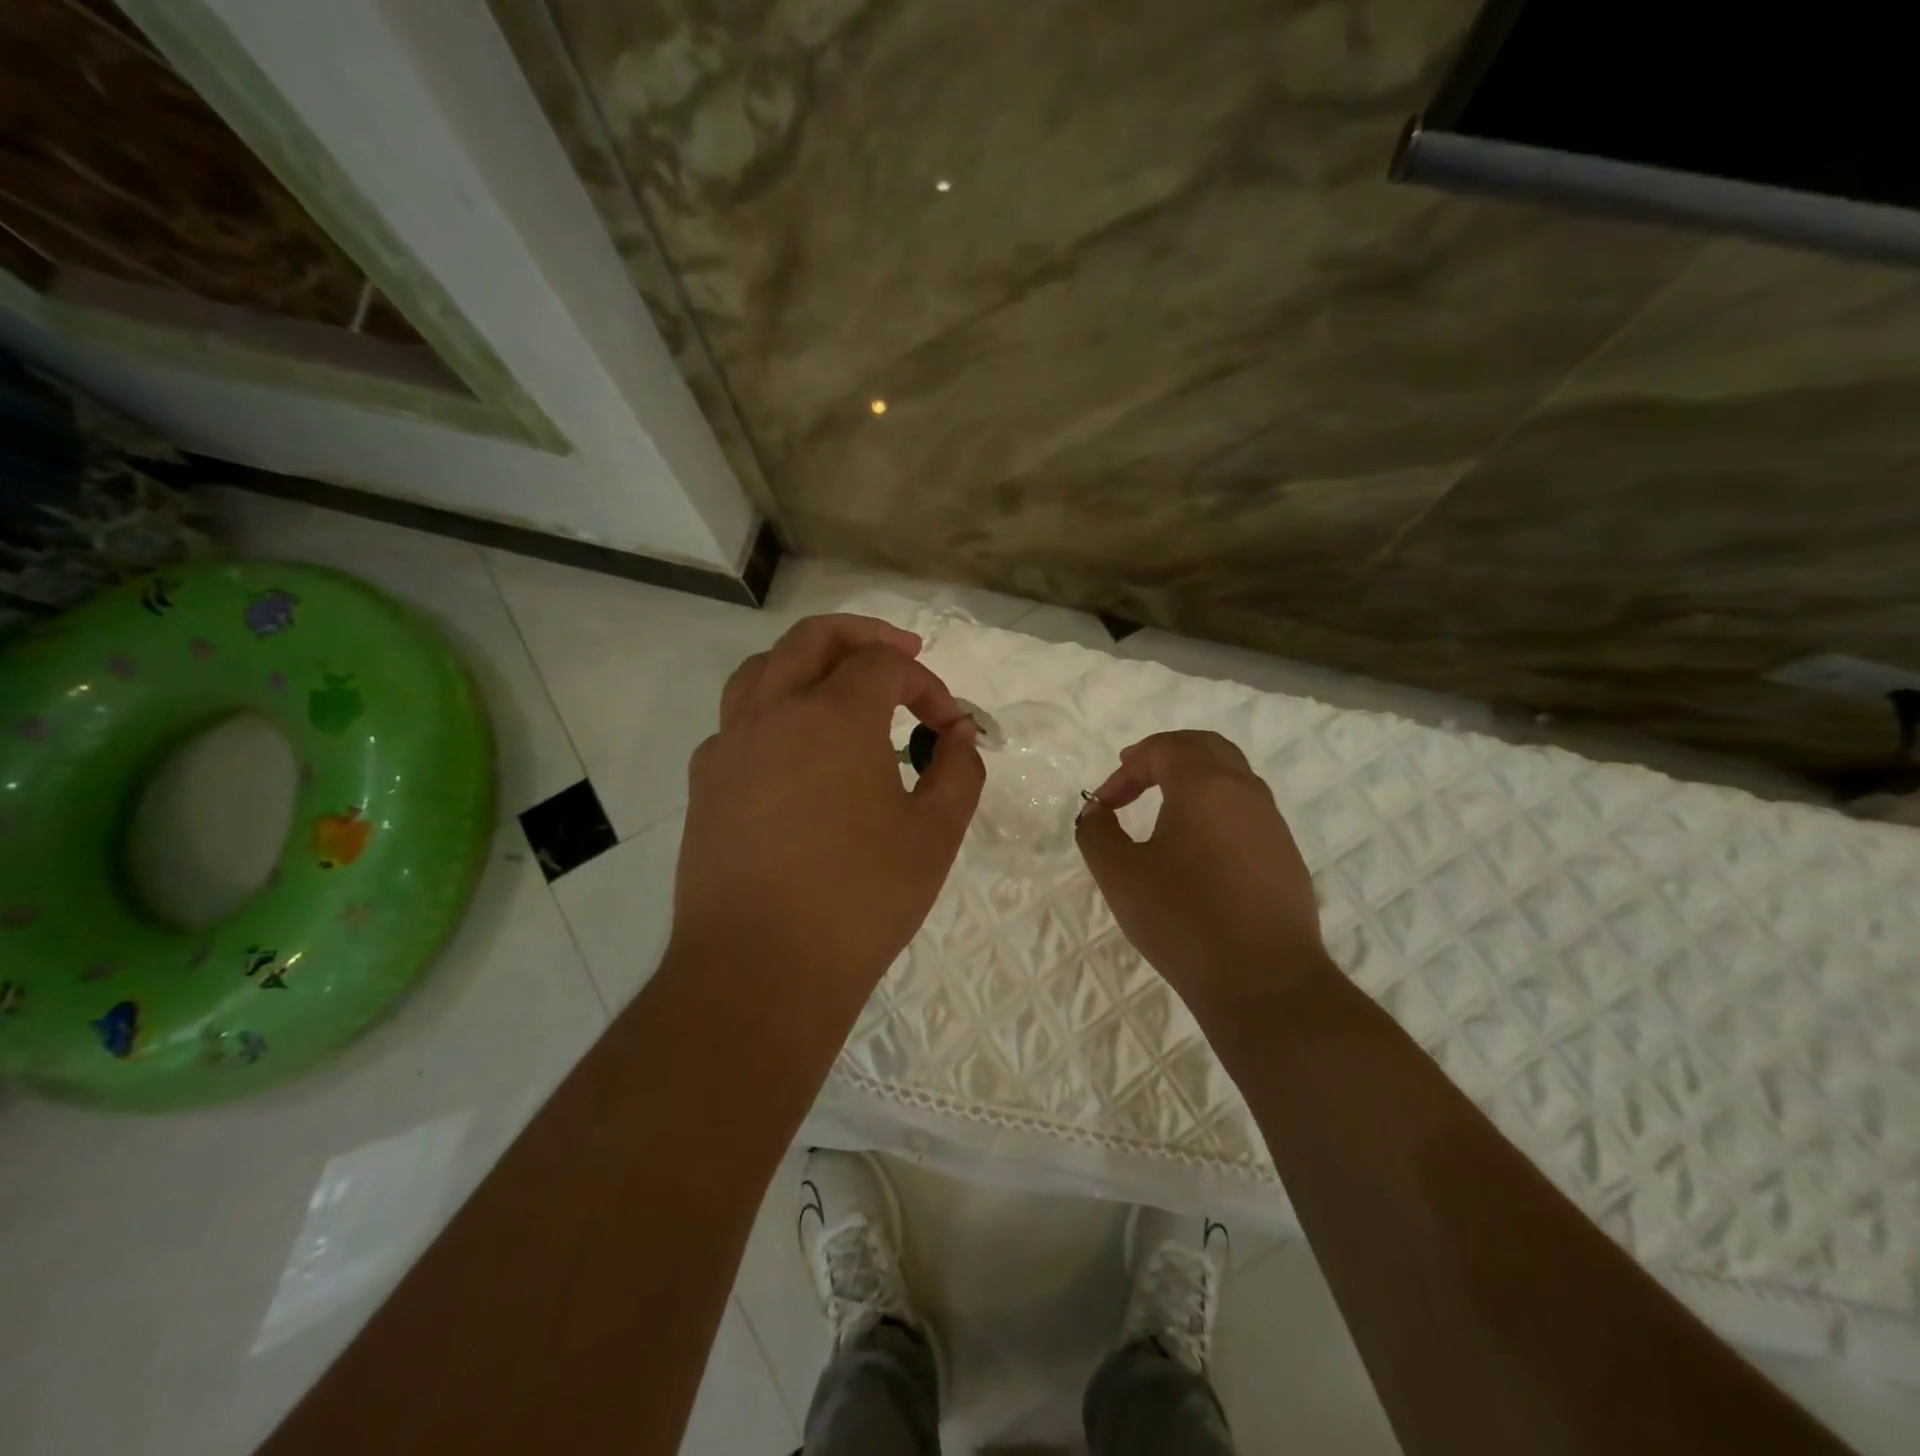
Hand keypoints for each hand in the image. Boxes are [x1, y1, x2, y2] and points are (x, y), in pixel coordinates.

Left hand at [670, 614, 983, 1003]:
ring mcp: (730, 745)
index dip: (927, 684)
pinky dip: (774, 710)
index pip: (885, 664)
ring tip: (840, 685)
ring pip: (763, 668)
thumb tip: (958, 735)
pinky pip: (739, 720)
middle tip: (902, 652)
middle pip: (815, 637)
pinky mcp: (705, 782)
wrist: (760, 970)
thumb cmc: (859, 900)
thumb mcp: (935, 834)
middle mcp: (773, 711)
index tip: (949, 727)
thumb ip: (959, 770)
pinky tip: (796, 751)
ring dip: (809, 661)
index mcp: (833, 715)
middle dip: (865, 636)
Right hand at [1076, 730, 1326, 1008]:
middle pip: (1205, 747)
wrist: (1264, 982)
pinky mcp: (1285, 855)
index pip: (1163, 749)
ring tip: (1164, 809)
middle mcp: (1245, 791)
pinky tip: (1198, 849)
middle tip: (1135, 776)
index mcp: (1205, 784)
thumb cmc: (1183, 919)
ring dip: (1193, 781)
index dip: (1126, 769)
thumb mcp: (1119, 875)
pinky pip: (1246, 811)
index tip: (1106, 805)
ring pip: (1232, 776)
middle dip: (1164, 756)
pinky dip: (1216, 808)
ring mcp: (1272, 823)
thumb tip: (1096, 812)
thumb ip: (1097, 833)